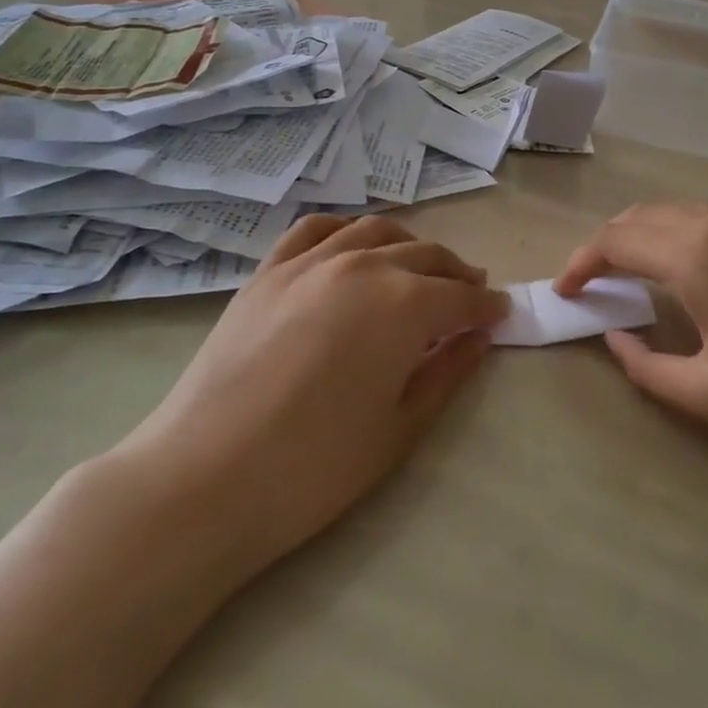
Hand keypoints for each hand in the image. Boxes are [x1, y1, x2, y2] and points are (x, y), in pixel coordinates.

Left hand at [118, 215, 507, 576]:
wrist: (206, 477)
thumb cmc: (315, 467)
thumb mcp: (400, 427)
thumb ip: (447, 372)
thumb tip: (480, 337)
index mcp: (404, 304)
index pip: (461, 296)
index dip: (486, 306)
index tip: (501, 314)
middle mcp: (362, 265)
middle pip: (424, 256)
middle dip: (456, 273)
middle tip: (470, 293)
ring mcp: (309, 261)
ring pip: (375, 232)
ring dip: (409, 246)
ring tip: (420, 267)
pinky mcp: (268, 271)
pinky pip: (315, 229)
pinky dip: (345, 229)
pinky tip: (353, 246)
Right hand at [555, 202, 707, 484]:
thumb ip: (646, 366)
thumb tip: (616, 339)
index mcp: (696, 254)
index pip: (616, 240)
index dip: (580, 263)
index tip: (564, 291)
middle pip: (644, 215)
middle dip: (608, 243)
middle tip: (592, 283)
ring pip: (681, 213)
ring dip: (645, 235)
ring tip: (633, 276)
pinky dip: (681, 236)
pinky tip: (690, 273)